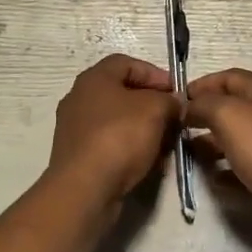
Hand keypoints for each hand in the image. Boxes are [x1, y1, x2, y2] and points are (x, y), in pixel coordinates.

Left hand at [46, 55, 180, 204]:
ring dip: (144, 129)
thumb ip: (169, 100)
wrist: (85, 189)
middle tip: (173, 118)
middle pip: (122, 93)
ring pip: (118, 120)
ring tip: (165, 143)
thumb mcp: (156, 110)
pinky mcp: (78, 155)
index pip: (127, 63)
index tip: (176, 92)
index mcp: (94, 78)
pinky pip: (110, 143)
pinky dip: (130, 148)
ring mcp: (75, 128)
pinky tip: (148, 162)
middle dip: (152, 104)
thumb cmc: (120, 137)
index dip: (155, 74)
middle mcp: (79, 98)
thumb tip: (174, 103)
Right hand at [183, 69, 251, 237]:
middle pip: (234, 106)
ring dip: (213, 143)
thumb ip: (203, 105)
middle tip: (178, 129)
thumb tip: (188, 106)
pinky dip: (229, 168)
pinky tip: (214, 179)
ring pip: (239, 136)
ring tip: (189, 154)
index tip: (176, 100)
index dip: (201, 85)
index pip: (228, 77)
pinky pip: (248, 164)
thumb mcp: (228, 116)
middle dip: (205, 115)